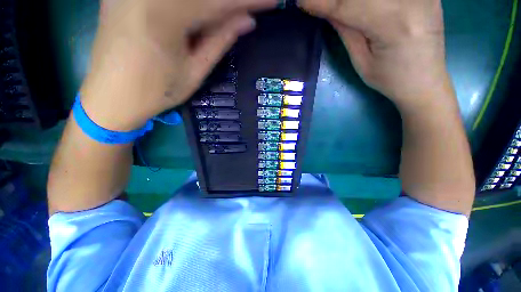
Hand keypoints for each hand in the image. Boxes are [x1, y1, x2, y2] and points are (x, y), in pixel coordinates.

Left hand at [81, 0, 276, 130]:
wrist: (110, 96)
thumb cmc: (156, 92)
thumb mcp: (194, 72)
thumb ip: (219, 41)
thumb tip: (246, 21)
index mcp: (164, 15)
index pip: (218, 2)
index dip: (248, 1)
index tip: (272, 0)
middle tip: (253, 5)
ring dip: (213, 2)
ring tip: (232, 10)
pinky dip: (194, 2)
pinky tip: (207, 10)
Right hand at [299, 0, 453, 110]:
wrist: (425, 81)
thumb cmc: (389, 79)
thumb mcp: (361, 61)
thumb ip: (346, 31)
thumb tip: (327, 9)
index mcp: (392, 25)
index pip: (348, 6)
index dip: (322, 3)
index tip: (302, 1)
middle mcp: (411, 0)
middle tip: (320, 4)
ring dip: (353, 0)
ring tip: (340, 7)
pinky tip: (363, 5)